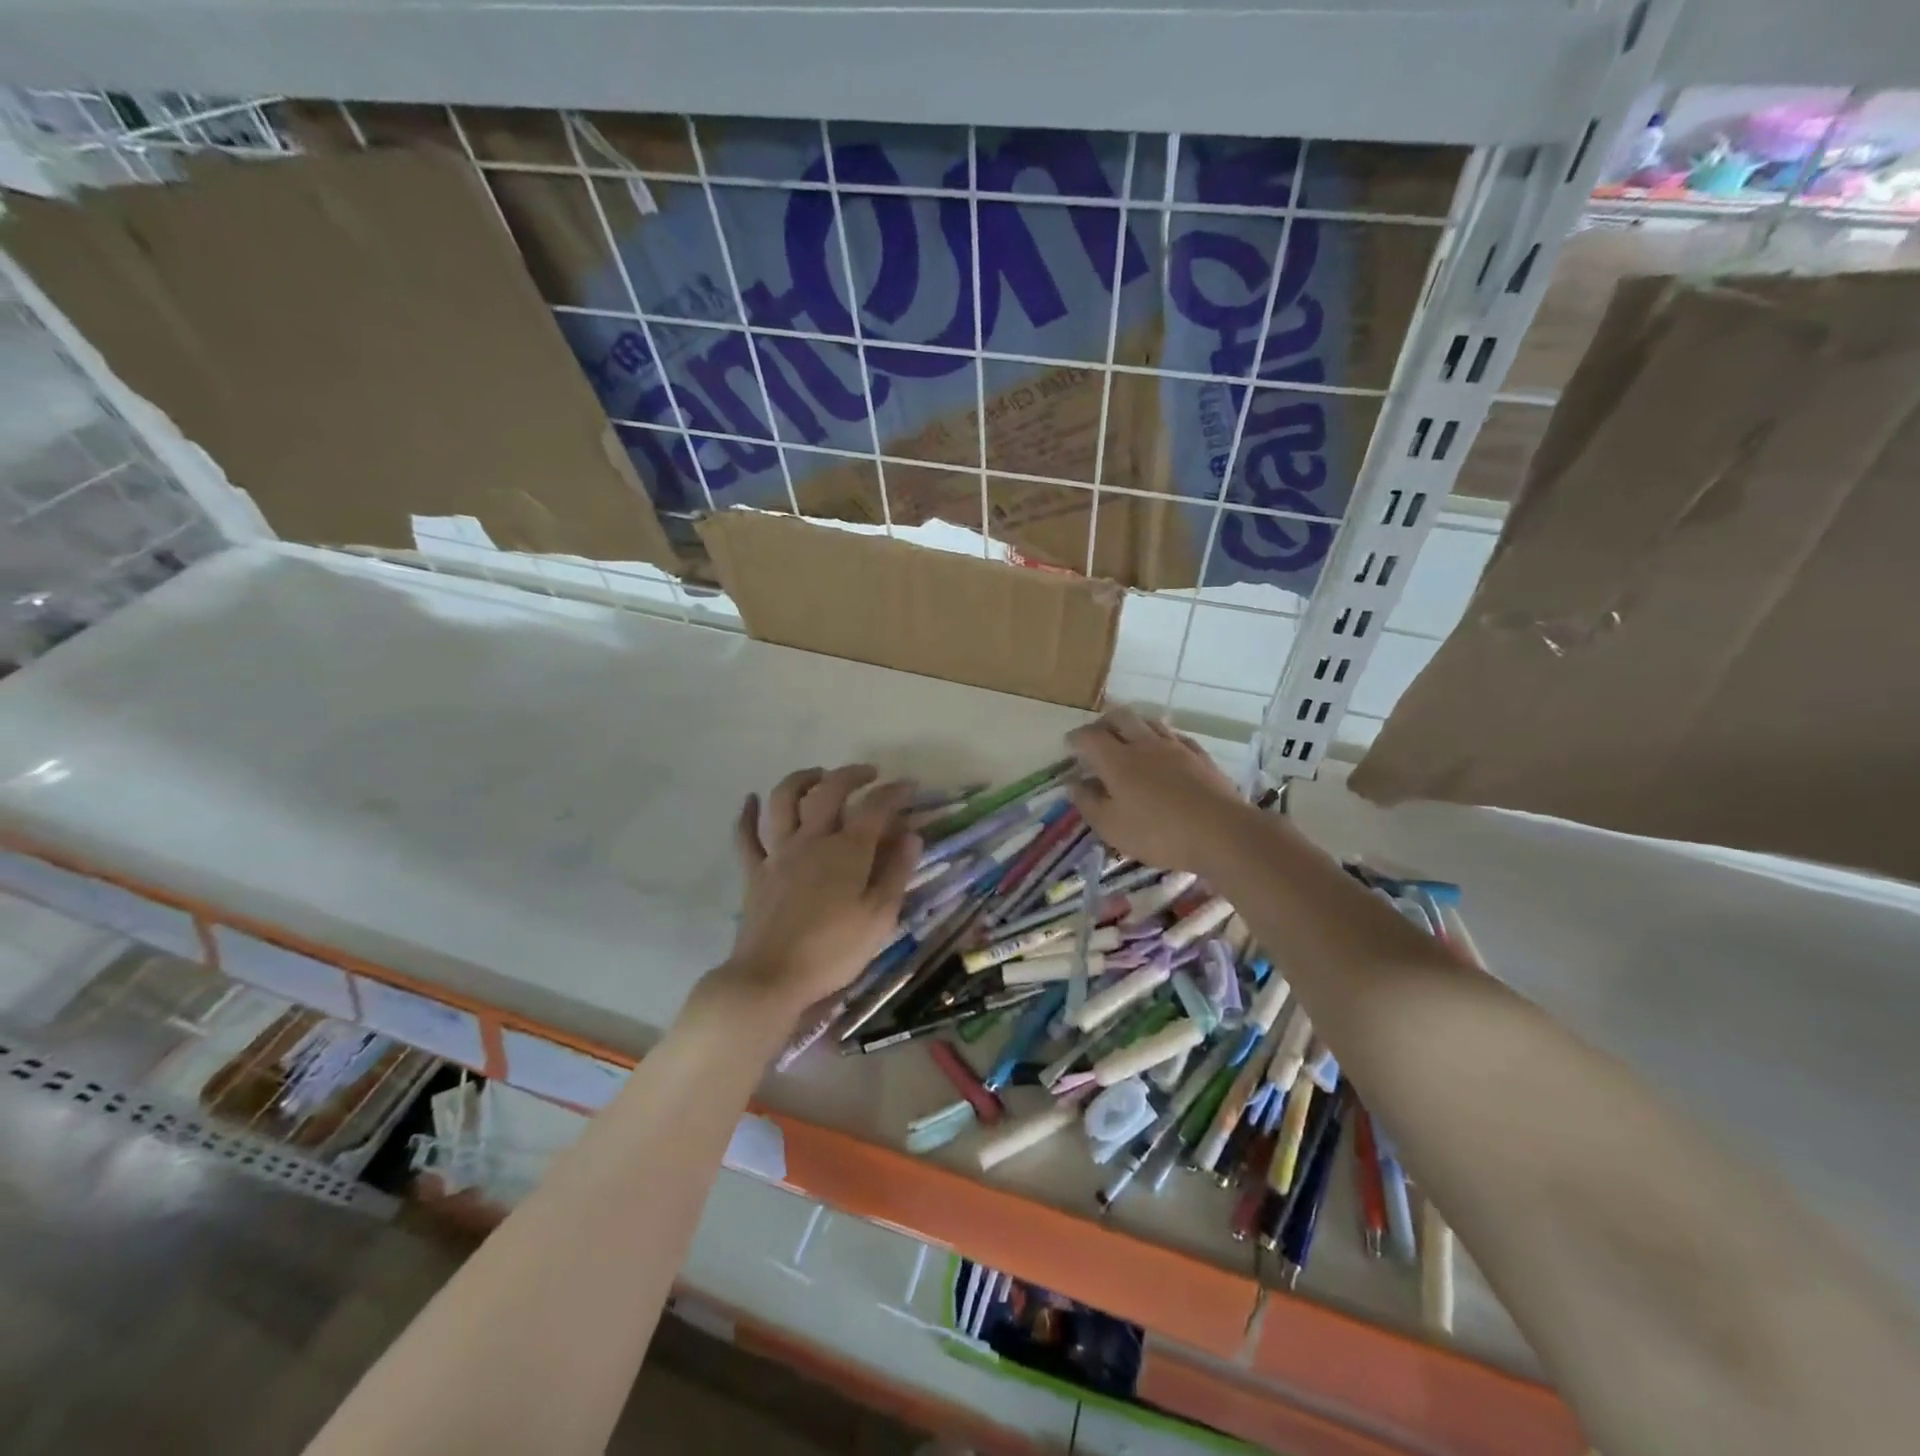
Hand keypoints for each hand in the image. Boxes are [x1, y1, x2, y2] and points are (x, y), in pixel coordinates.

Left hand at [709, 764, 919, 1022]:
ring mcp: (778, 854)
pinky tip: (751, 800)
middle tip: (868, 774)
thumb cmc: (833, 952)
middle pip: (828, 791)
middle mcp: (811, 841)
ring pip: (784, 801)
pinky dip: (748, 814)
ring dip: (801, 780)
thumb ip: (896, 872)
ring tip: (817, 775)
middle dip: (851, 775)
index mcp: (847, 851)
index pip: (875, 808)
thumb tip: (911, 834)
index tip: (910, 785)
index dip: (895, 792)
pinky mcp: (754, 872)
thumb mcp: (879, 917)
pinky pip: (746, 836)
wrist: (771, 979)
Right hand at [1067, 708, 1249, 872]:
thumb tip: (1073, 783)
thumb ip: (1089, 803)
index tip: (1069, 745)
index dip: (1076, 738)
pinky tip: (1164, 750)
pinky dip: (1161, 738)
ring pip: (1149, 722)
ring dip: (1134, 726)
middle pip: (1120, 717)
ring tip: (1128, 739)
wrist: (1221, 832)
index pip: (1089, 736)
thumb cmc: (1158, 833)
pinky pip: (1175, 736)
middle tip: (1097, 736)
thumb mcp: (1112, 827)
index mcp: (1116, 760)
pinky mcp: (1200, 756)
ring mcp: (1175, 747)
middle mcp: (1144, 744)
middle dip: (1104, 723)